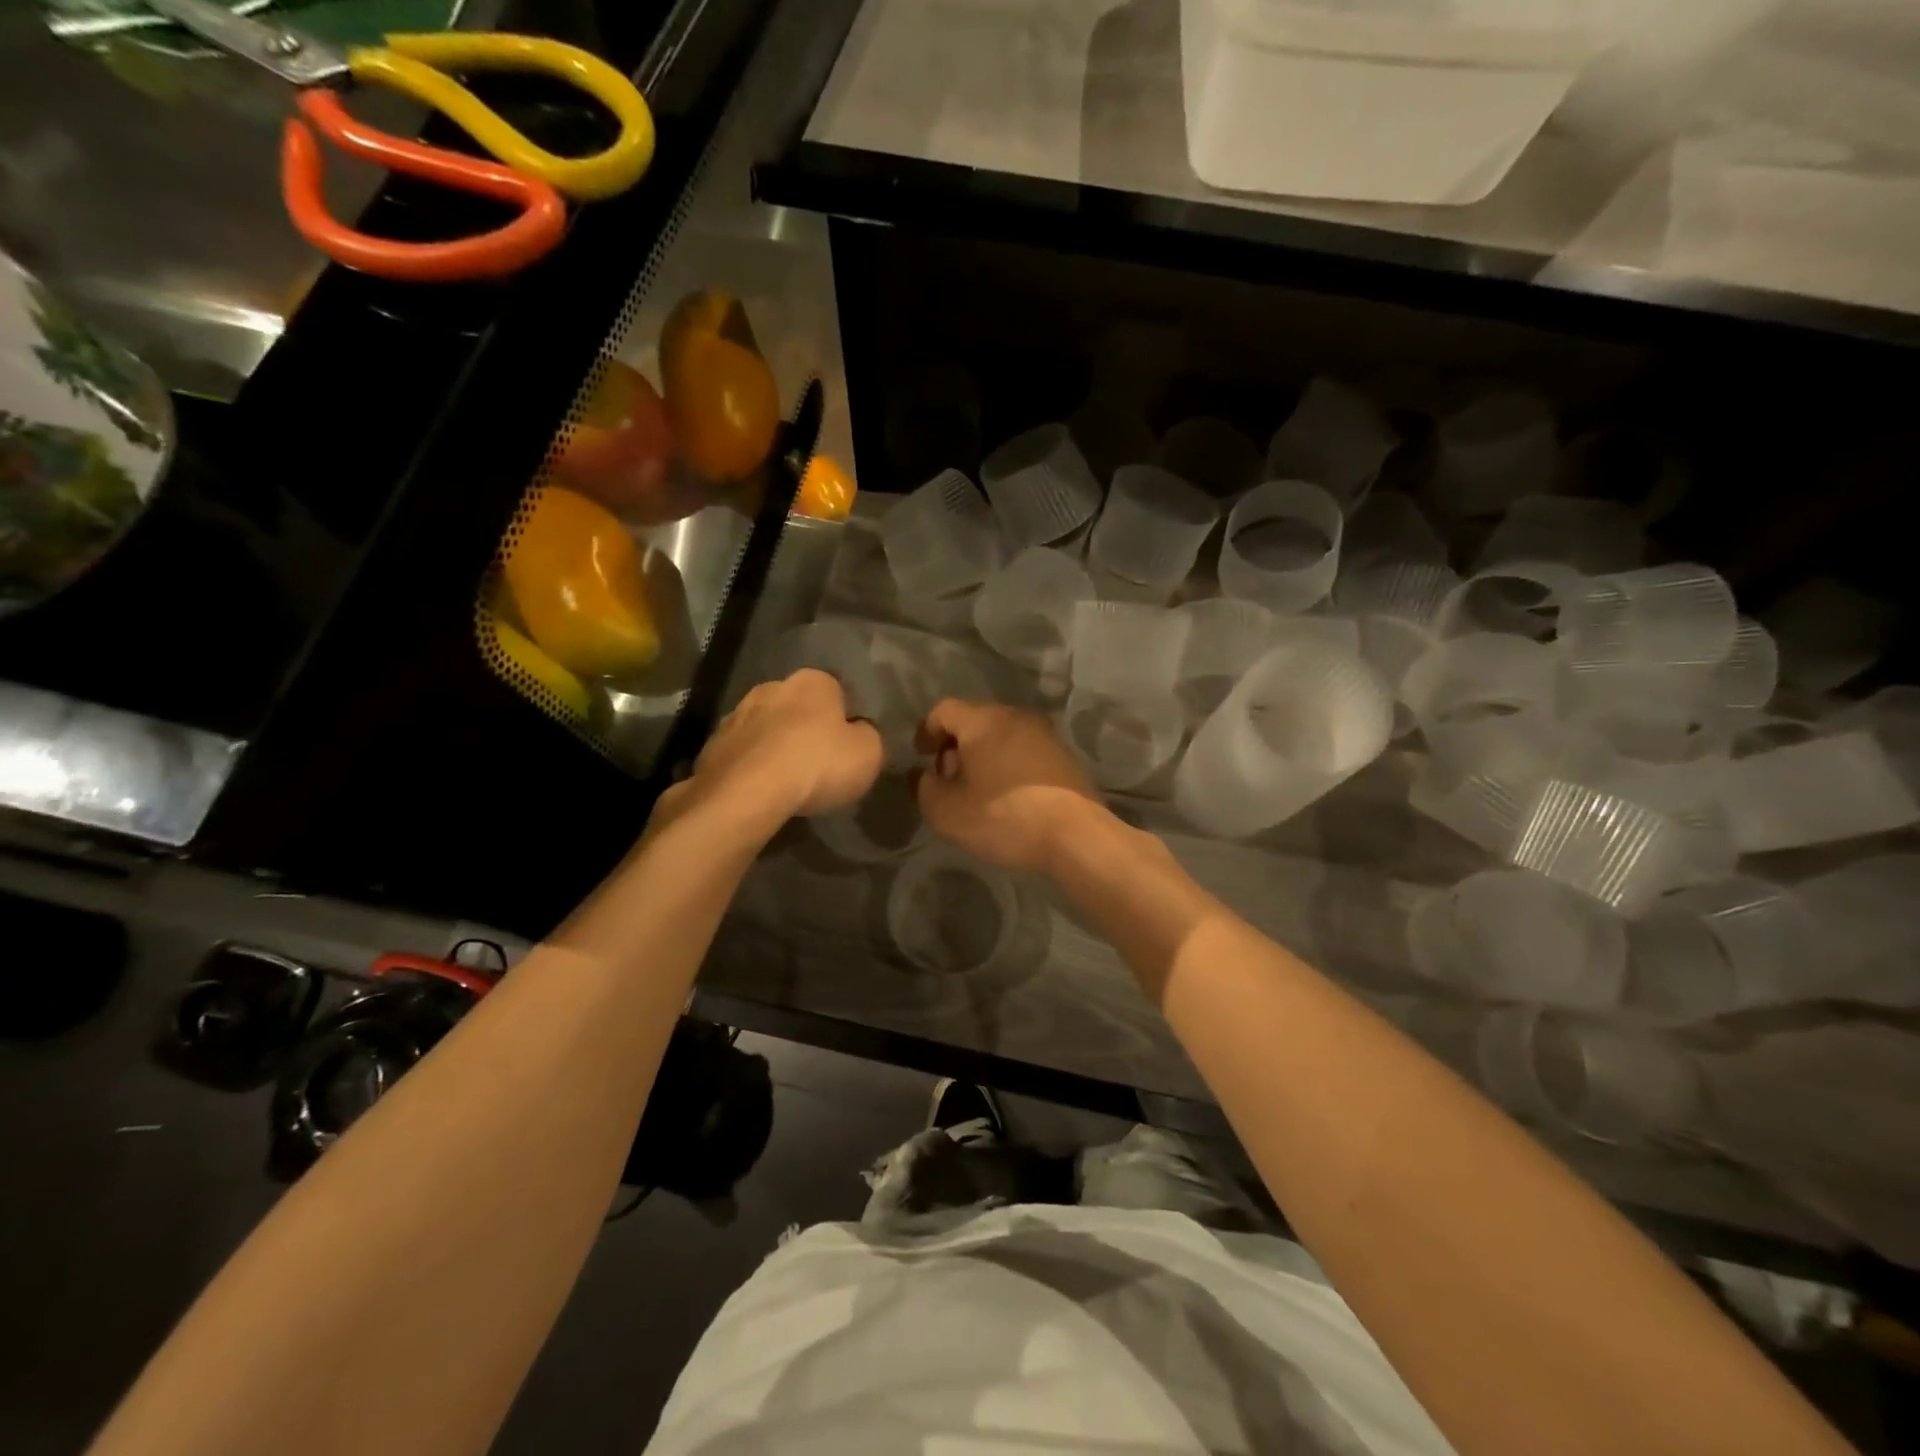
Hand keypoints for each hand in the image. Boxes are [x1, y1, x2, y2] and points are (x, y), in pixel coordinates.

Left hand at [672, 669, 882, 832]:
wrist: (745, 793)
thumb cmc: (817, 764)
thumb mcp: (869, 753)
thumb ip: (868, 736)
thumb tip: (858, 733)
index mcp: (813, 681)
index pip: (836, 690)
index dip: (843, 717)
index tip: (846, 744)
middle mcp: (772, 687)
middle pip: (796, 706)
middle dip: (804, 728)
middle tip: (817, 762)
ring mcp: (736, 714)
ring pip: (764, 728)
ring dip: (774, 746)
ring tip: (785, 780)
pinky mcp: (712, 745)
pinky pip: (741, 753)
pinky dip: (750, 766)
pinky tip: (759, 790)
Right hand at [913, 699, 1101, 873]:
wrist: (1075, 835)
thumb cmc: (1004, 817)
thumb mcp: (948, 812)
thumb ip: (926, 789)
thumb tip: (927, 776)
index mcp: (984, 720)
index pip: (944, 710)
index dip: (926, 731)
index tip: (921, 757)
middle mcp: (1016, 716)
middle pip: (975, 720)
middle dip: (955, 746)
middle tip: (949, 779)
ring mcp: (1045, 734)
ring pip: (1002, 735)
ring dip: (983, 756)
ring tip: (978, 791)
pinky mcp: (1064, 755)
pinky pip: (1024, 750)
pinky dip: (1008, 764)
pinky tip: (1008, 796)